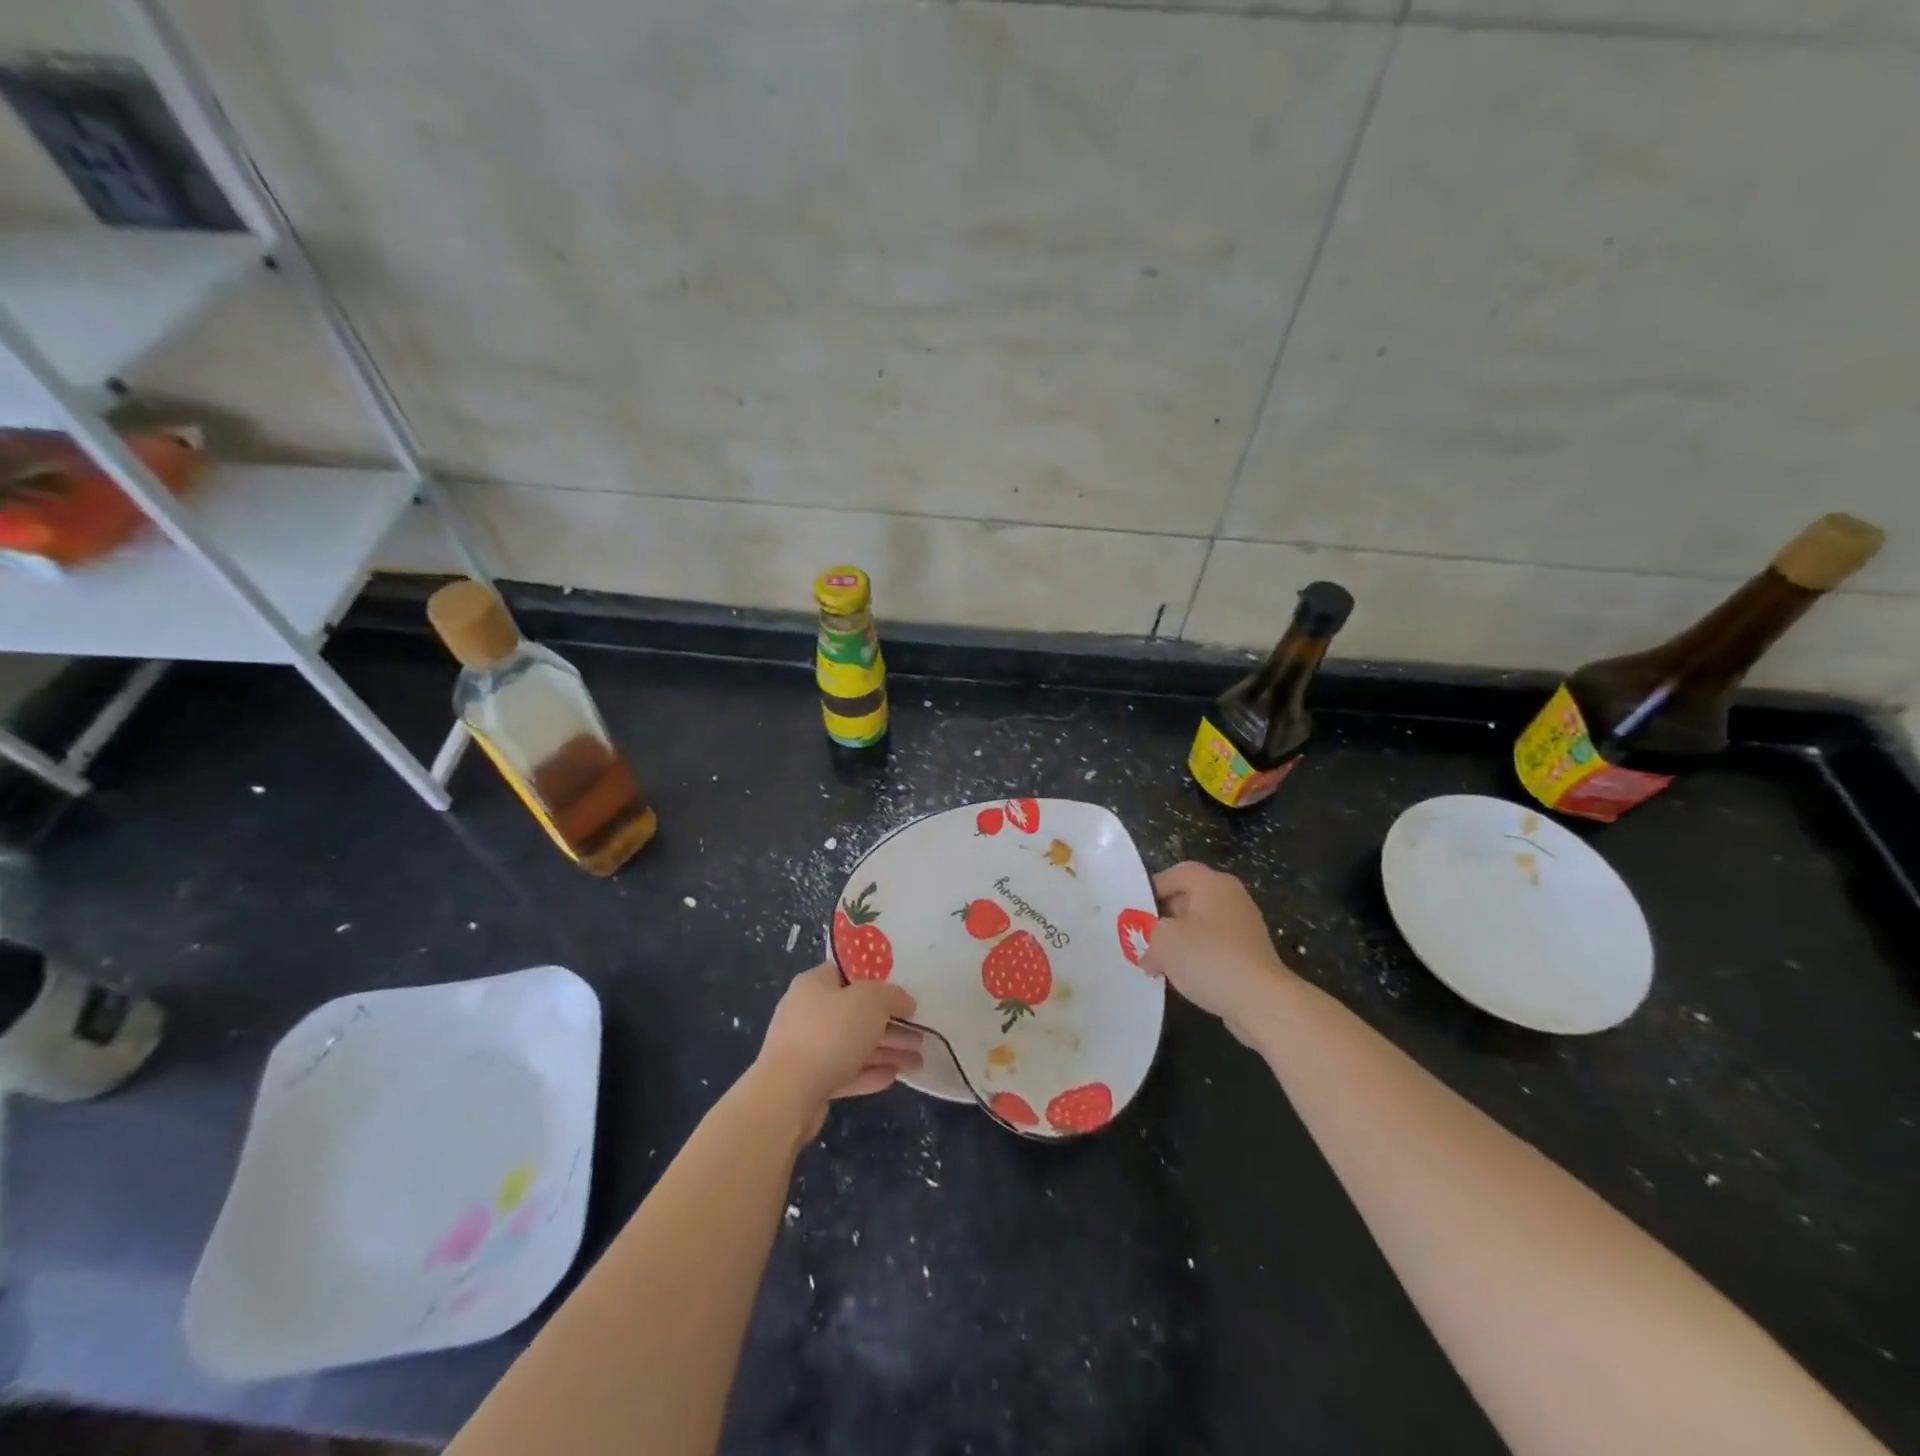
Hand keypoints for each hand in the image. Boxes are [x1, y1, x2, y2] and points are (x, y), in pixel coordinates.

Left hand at [754, 963, 922, 1133]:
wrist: (788, 1095)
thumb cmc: (830, 1033)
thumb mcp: (871, 1001)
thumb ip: (892, 996)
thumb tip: (905, 1001)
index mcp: (815, 984)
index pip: (848, 973)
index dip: (878, 980)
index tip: (903, 993)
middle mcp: (808, 1012)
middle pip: (856, 1013)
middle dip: (891, 1024)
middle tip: (920, 1035)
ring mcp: (807, 1048)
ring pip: (854, 1045)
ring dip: (886, 1051)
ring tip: (917, 1062)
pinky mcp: (809, 1081)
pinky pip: (846, 1071)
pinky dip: (869, 1073)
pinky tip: (893, 1078)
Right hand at [1142, 862, 1295, 1043]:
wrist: (1261, 1002)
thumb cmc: (1209, 957)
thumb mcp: (1163, 941)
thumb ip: (1148, 938)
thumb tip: (1150, 955)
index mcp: (1213, 884)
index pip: (1177, 874)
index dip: (1152, 889)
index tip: (1134, 912)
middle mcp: (1232, 899)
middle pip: (1188, 901)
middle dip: (1162, 921)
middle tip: (1141, 940)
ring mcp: (1244, 929)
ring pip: (1200, 929)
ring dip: (1178, 944)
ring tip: (1157, 964)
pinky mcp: (1249, 957)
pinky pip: (1214, 951)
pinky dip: (1197, 961)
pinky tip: (1182, 981)